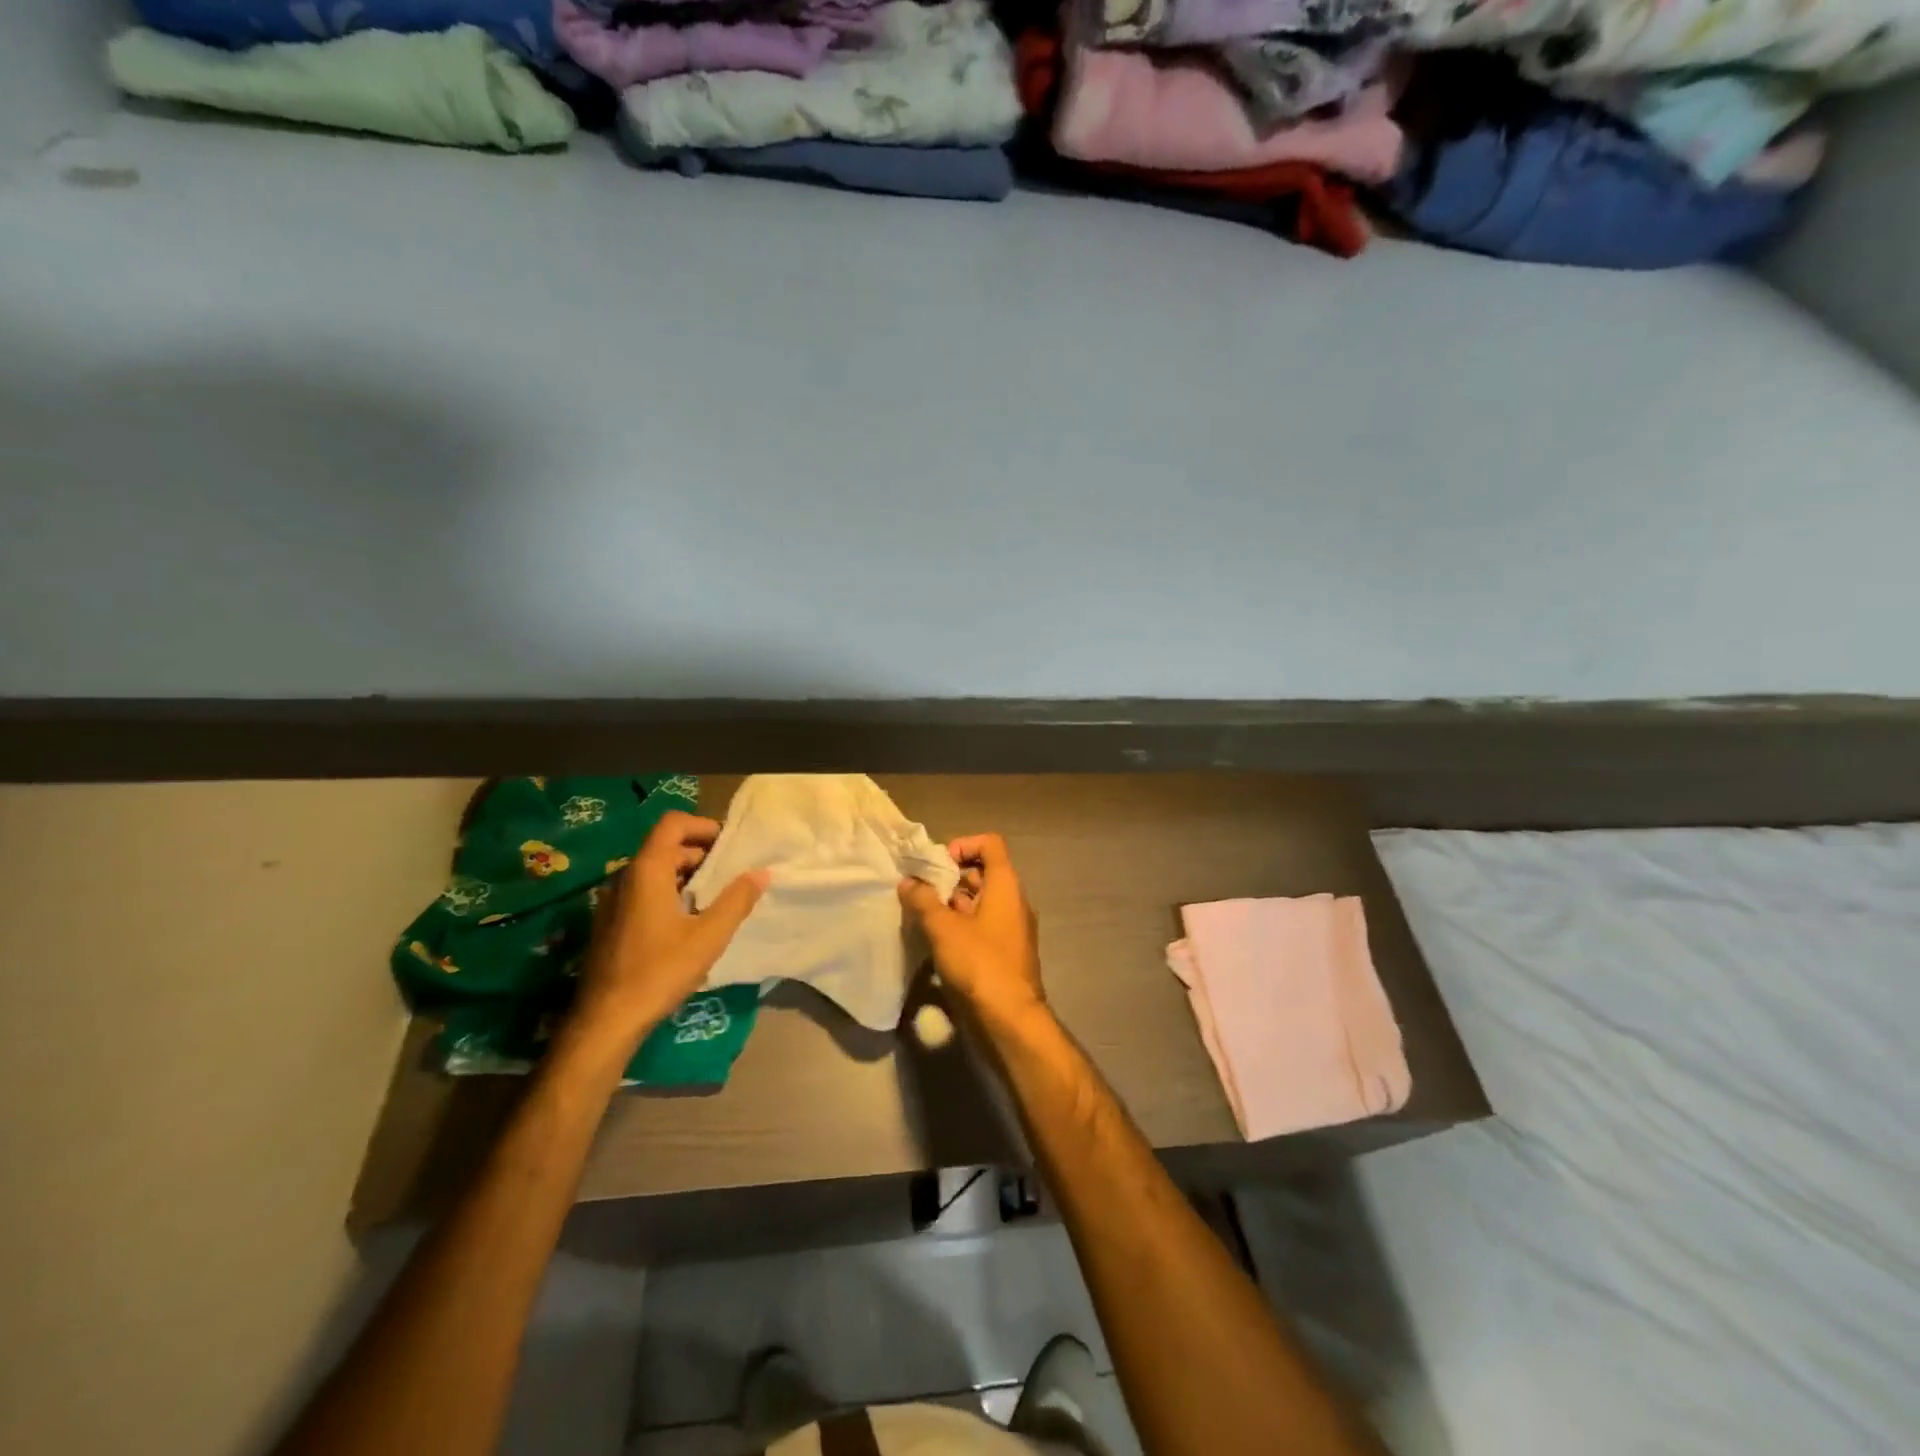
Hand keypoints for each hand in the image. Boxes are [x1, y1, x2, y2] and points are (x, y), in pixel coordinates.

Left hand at [574, 811, 767, 1047]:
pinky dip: (669, 894)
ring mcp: (613, 901)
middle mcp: (625, 877)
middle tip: (730, 876)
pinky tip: (689, 924)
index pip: (673, 824)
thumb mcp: (708, 936)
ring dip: (686, 877)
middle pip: (666, 847)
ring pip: (655, 872)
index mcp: (647, 871)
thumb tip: (761, 872)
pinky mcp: (610, 923)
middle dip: (701, 855)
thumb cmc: (659, 972)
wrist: (605, 1021)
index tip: (729, 847)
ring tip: (715, 900)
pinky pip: (644, 893)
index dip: (703, 826)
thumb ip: (737, 900)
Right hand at [899, 833, 1046, 1033]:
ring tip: (921, 915)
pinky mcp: (1003, 953)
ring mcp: (1010, 929)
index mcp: (1006, 886)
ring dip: (951, 904)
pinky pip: (981, 927)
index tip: (937, 864)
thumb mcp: (944, 929)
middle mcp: (1013, 902)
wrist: (1010, 1020)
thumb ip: (923, 901)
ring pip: (979, 903)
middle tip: (921, 890)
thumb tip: (908, 882)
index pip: (990, 845)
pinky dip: (959, 926)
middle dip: (950, 877)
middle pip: (982, 873)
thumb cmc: (980, 964)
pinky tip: (935, 941)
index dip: (963, 845)